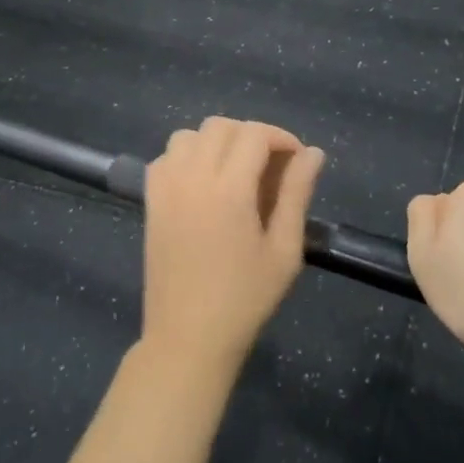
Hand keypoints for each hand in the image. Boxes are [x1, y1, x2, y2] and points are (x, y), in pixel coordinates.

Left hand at [142, 117, 325, 370]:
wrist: (188, 337)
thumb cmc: (245, 299)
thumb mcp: (284, 250)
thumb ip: (297, 194)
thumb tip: (313, 153)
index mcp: (228, 190)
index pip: (254, 135)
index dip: (281, 138)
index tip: (297, 160)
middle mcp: (192, 178)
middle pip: (221, 126)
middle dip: (252, 135)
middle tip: (271, 166)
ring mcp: (165, 188)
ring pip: (189, 135)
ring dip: (217, 141)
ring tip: (236, 171)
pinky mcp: (150, 201)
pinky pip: (166, 157)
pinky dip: (187, 155)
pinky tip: (204, 182)